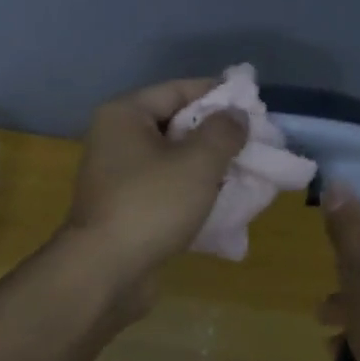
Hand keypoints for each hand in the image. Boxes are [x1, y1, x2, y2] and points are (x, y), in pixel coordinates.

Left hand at [62, 79, 248, 287]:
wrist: (104, 271)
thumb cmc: (151, 205)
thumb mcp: (197, 163)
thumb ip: (223, 132)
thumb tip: (236, 115)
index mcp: (125, 115)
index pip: (178, 89)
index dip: (218, 95)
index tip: (255, 107)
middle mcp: (116, 138)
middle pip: (175, 123)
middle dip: (216, 134)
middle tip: (255, 143)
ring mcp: (117, 175)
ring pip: (172, 159)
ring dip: (207, 166)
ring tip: (245, 173)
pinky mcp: (124, 207)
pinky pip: (165, 188)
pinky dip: (191, 192)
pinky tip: (222, 202)